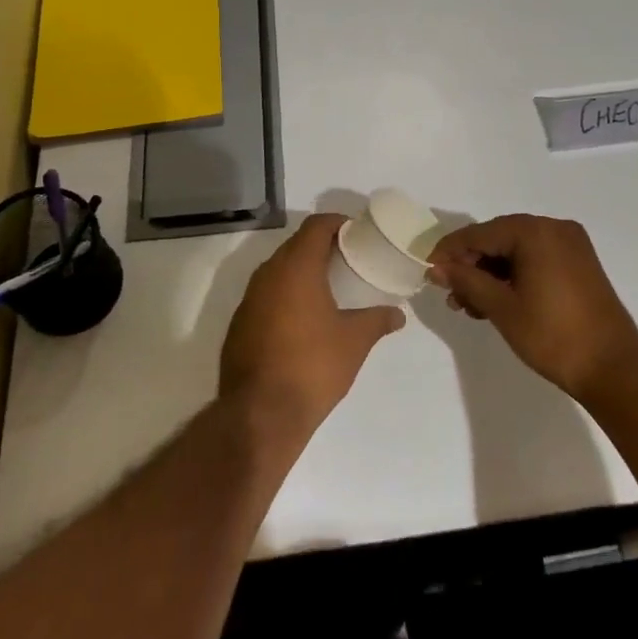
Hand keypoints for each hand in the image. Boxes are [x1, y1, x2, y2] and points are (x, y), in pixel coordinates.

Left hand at [220, 213, 405, 441]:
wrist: (259, 415)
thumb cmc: (312, 367)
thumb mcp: (354, 341)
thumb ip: (377, 320)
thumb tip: (398, 314)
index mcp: (296, 267)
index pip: (316, 226)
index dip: (337, 223)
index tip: (356, 233)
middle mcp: (268, 274)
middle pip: (295, 244)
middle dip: (320, 246)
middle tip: (347, 258)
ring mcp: (249, 299)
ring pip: (278, 270)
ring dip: (301, 270)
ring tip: (328, 286)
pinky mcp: (239, 324)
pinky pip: (265, 295)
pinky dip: (285, 294)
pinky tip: (302, 317)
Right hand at [428, 215, 637, 400]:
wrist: (613, 368)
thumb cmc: (552, 335)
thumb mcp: (502, 307)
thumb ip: (467, 281)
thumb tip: (437, 268)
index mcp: (536, 231)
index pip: (481, 233)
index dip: (451, 251)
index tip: (428, 270)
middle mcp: (554, 228)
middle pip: (499, 239)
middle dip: (471, 265)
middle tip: (449, 294)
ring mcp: (571, 246)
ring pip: (517, 251)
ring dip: (491, 274)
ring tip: (469, 306)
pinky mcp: (579, 264)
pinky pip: (536, 260)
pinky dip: (514, 277)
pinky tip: (495, 301)